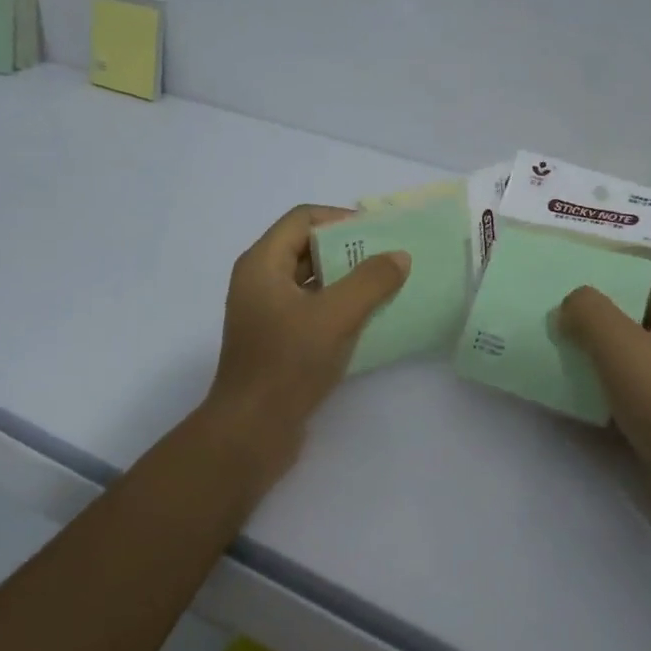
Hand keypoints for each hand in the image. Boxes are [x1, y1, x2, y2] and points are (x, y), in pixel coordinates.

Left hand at [203, 204, 410, 467]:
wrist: (251, 431)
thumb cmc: (288, 364)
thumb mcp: (335, 316)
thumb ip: (371, 281)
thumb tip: (398, 256)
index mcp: (262, 264)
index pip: (303, 219)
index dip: (341, 219)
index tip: (379, 234)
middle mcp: (259, 281)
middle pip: (306, 247)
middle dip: (349, 250)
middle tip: (389, 259)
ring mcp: (266, 313)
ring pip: (311, 281)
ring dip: (346, 280)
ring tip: (386, 287)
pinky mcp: (276, 341)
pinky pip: (310, 310)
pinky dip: (337, 307)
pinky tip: (368, 320)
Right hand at [559, 253, 650, 490]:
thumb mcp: (623, 348)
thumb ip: (590, 312)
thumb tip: (571, 302)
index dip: (630, 250)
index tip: (583, 254)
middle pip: (645, 297)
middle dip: (602, 293)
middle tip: (555, 289)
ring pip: (634, 338)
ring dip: (597, 334)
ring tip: (552, 328)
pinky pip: (630, 374)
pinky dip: (602, 370)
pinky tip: (567, 374)